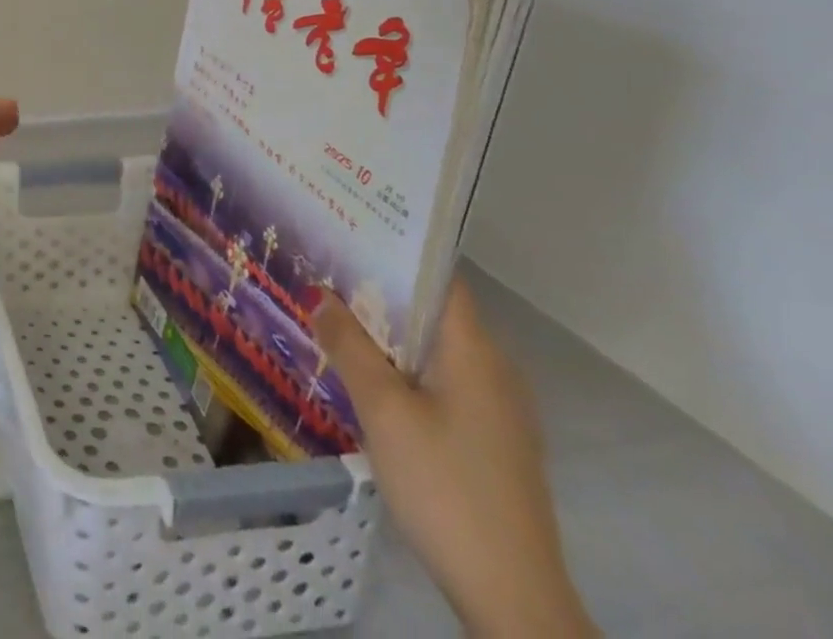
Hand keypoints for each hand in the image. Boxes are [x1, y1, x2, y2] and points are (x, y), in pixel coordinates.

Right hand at [313, 280, 596, 638]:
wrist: (512, 598)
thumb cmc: (444, 485)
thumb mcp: (383, 409)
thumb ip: (348, 346)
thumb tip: (319, 295)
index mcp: (476, 352)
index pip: (438, 278)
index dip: (394, 252)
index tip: (346, 234)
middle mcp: (494, 370)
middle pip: (433, 312)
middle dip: (379, 292)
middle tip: (324, 273)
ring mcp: (498, 410)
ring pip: (435, 350)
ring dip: (389, 334)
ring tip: (335, 318)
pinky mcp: (492, 442)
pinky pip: (442, 382)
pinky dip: (405, 368)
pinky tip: (369, 378)